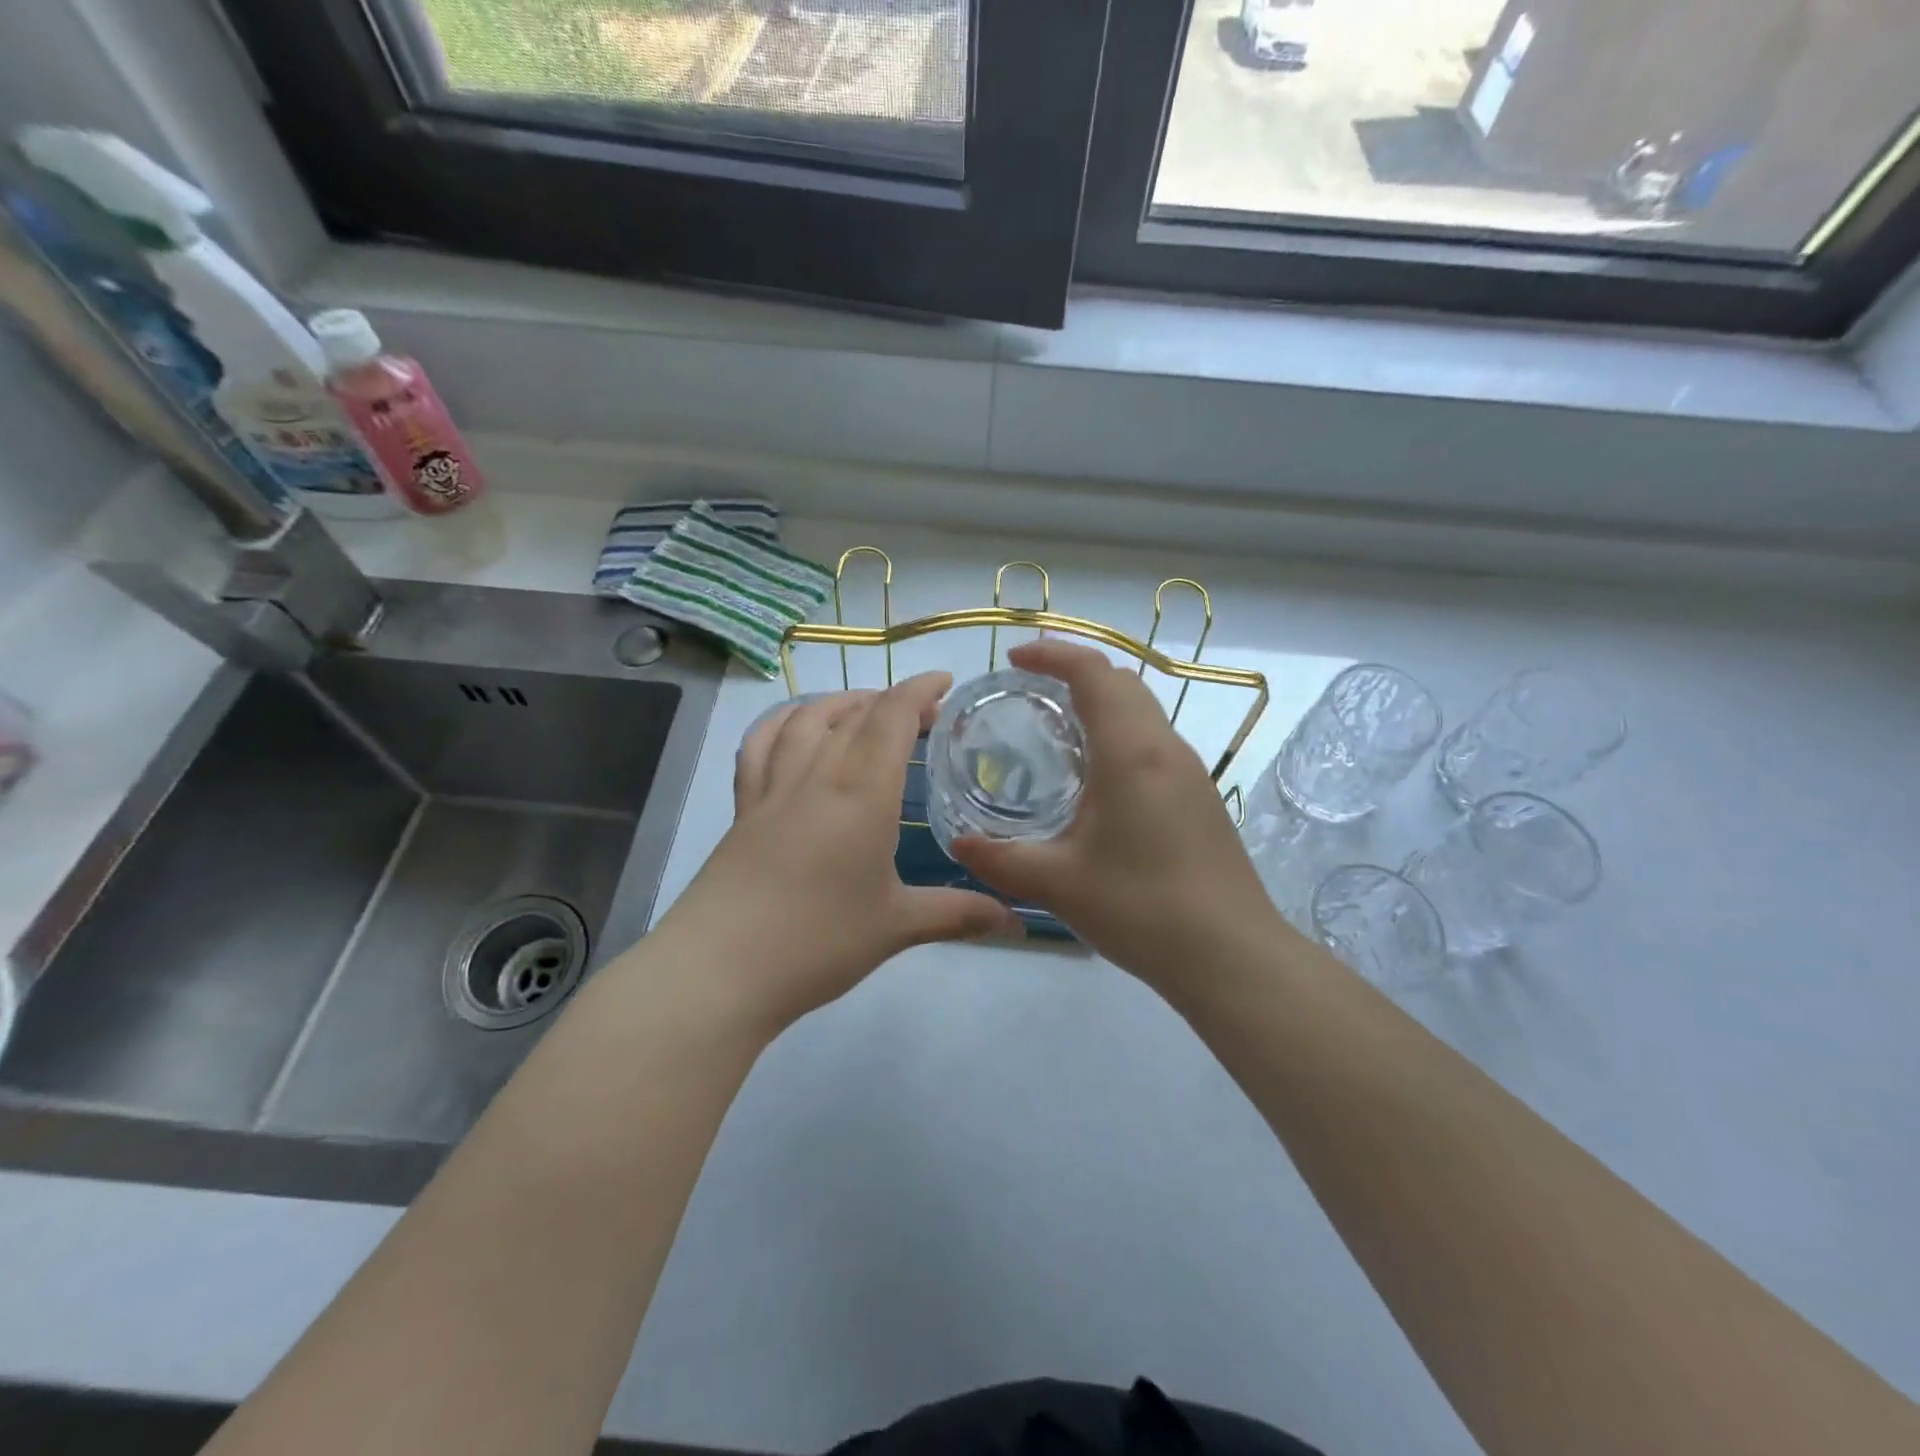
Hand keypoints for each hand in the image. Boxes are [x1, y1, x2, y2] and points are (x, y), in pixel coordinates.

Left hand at [652, 673, 1022, 1037]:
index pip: (893, 717)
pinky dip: (781, 722)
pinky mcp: (743, 807)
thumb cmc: (818, 942)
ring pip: (807, 719)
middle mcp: (817, 776)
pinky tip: (794, 725)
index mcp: (862, 794)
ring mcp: (773, 788)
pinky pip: (759, 744)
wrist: (721, 968)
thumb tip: (1017, 924)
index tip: (946, 684)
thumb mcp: (897, 927)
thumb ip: (958, 915)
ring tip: (865, 707)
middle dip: (894, 700)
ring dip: (841, 701)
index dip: (920, 690)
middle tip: (924, 714)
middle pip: (855, 713)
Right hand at [952, 640, 1286, 999]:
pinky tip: (1096, 780)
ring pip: (1144, 712)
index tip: (1014, 659)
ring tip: (1057, 731)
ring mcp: (1190, 773)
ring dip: (1102, 704)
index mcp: (1131, 752)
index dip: (1053, 654)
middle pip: (1123, 682)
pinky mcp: (1200, 798)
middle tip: (1031, 690)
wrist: (1231, 956)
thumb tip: (960, 844)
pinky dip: (1120, 735)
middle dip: (1076, 672)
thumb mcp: (1057, 884)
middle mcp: (1165, 748)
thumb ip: (1000, 859)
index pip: (1094, 673)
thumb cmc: (1141, 908)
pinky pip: (1154, 743)